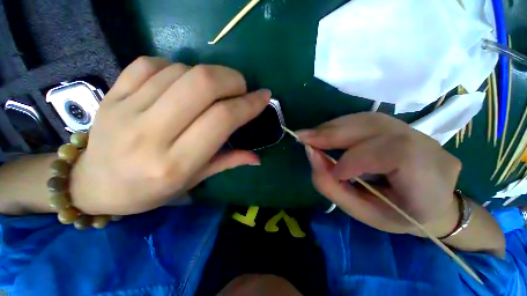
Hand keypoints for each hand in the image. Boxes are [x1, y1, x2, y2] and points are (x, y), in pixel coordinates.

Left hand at [71, 57, 270, 214]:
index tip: (264, 96)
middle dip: (231, 79)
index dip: (248, 104)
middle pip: (201, 85)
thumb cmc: (148, 191)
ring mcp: (125, 108)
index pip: (222, 119)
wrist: (93, 183)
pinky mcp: (112, 93)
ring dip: (207, 74)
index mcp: (175, 163)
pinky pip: (151, 63)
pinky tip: (181, 81)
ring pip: (180, 71)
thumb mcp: (193, 182)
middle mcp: (150, 134)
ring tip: (213, 89)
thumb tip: (257, 157)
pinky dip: (176, 66)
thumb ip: (227, 163)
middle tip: (240, 87)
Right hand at [298, 113, 461, 234]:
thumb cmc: (396, 216)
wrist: (430, 204)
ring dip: (332, 127)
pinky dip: (340, 125)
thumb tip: (310, 152)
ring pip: (367, 119)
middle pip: (376, 127)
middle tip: (303, 137)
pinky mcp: (403, 126)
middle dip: (332, 133)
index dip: (357, 159)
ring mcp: (419, 132)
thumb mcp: (361, 212)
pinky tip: (326, 133)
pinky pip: (366, 119)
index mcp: (430, 182)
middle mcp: (429, 148)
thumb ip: (330, 184)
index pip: (395, 154)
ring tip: (311, 135)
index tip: (333, 171)